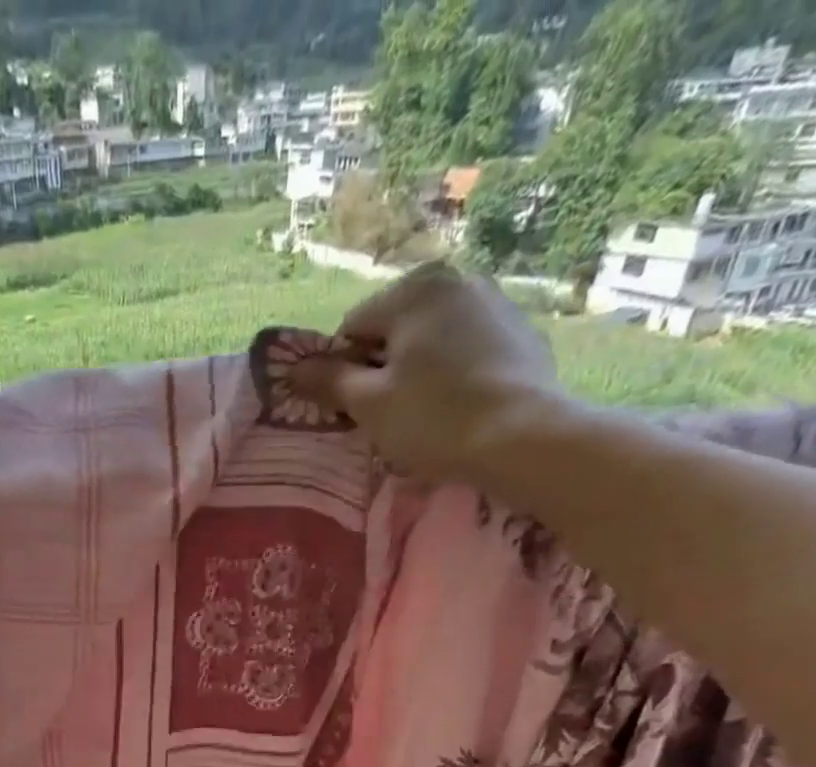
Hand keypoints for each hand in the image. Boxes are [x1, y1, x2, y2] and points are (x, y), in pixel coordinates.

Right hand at [296, 262, 563, 476]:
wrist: (523, 437)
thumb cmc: (432, 418)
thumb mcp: (367, 404)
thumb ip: (327, 380)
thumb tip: (292, 368)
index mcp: (414, 289)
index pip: (352, 329)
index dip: (342, 371)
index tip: (352, 407)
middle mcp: (457, 280)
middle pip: (394, 329)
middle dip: (382, 368)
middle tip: (388, 414)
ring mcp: (496, 301)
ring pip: (431, 339)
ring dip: (418, 370)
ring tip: (426, 413)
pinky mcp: (522, 331)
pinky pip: (467, 348)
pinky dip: (454, 372)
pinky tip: (460, 405)